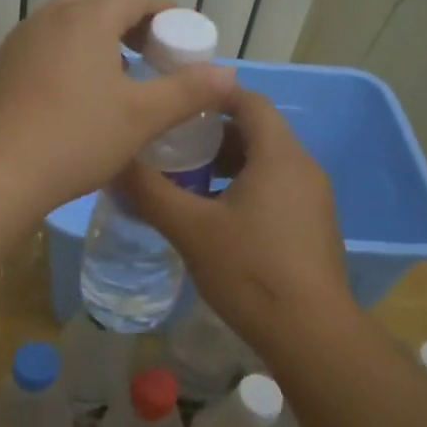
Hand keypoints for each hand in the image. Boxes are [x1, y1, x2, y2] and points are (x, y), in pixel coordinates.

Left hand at [0, 0, 235, 216]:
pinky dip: (69, 56)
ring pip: (67, 24)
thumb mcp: (142, 117)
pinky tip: (75, 96)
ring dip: (98, 39)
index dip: (165, 10)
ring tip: (117, 75)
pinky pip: (44, 47)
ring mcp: (18, 41)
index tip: (183, 36)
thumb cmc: (75, 139)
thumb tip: (229, 74)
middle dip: (131, 22)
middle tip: (152, 54)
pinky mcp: (0, 68)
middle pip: (98, 3)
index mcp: (86, 18)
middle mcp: (49, 18)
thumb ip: (187, 91)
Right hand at [119, 86, 356, 354]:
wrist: (310, 333)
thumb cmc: (250, 270)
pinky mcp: (313, 225)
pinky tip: (215, 217)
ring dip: (228, 164)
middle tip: (171, 145)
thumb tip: (113, 163)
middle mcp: (303, 167)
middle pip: (257, 131)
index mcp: (279, 155)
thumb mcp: (191, 229)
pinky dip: (245, 187)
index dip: (211, 93)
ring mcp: (313, 198)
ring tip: (187, 181)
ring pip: (266, 162)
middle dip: (213, 134)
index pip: (249, 100)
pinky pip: (276, 188)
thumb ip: (150, 192)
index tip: (174, 100)